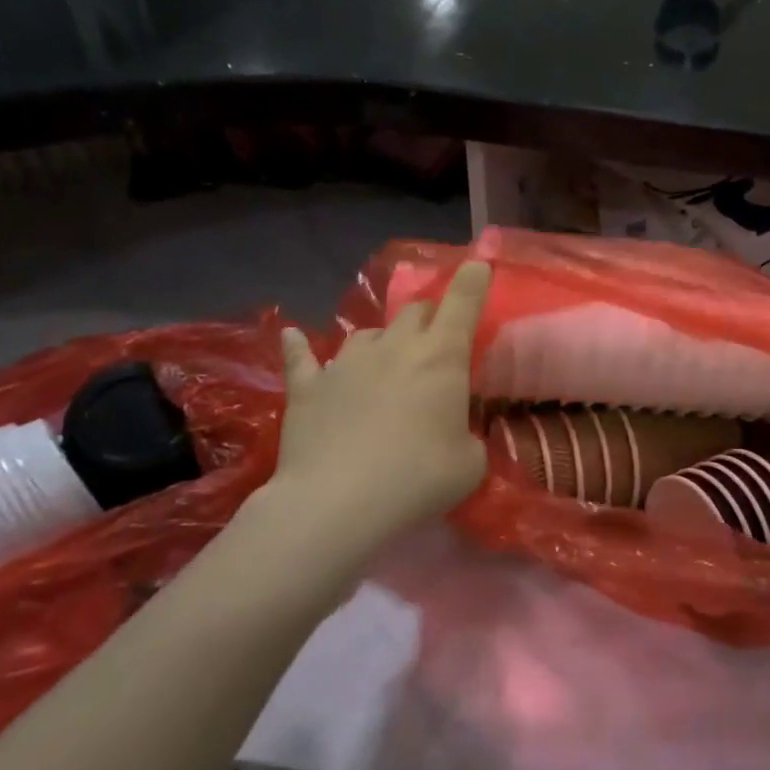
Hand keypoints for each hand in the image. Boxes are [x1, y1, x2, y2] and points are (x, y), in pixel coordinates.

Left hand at [269, 260, 492, 554]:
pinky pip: (301, 356)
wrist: (337, 504)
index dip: (473, 280)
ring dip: (381, 342)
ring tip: (383, 362)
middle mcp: (395, 347)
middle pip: (415, 312)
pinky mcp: (306, 387)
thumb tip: (457, 433)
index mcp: (441, 357)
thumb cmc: (418, 478)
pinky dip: (300, 348)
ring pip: (368, 334)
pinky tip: (291, 337)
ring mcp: (345, 363)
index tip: (478, 264)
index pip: (462, 303)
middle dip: (429, 318)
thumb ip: (469, 436)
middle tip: (435, 341)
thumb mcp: (470, 462)